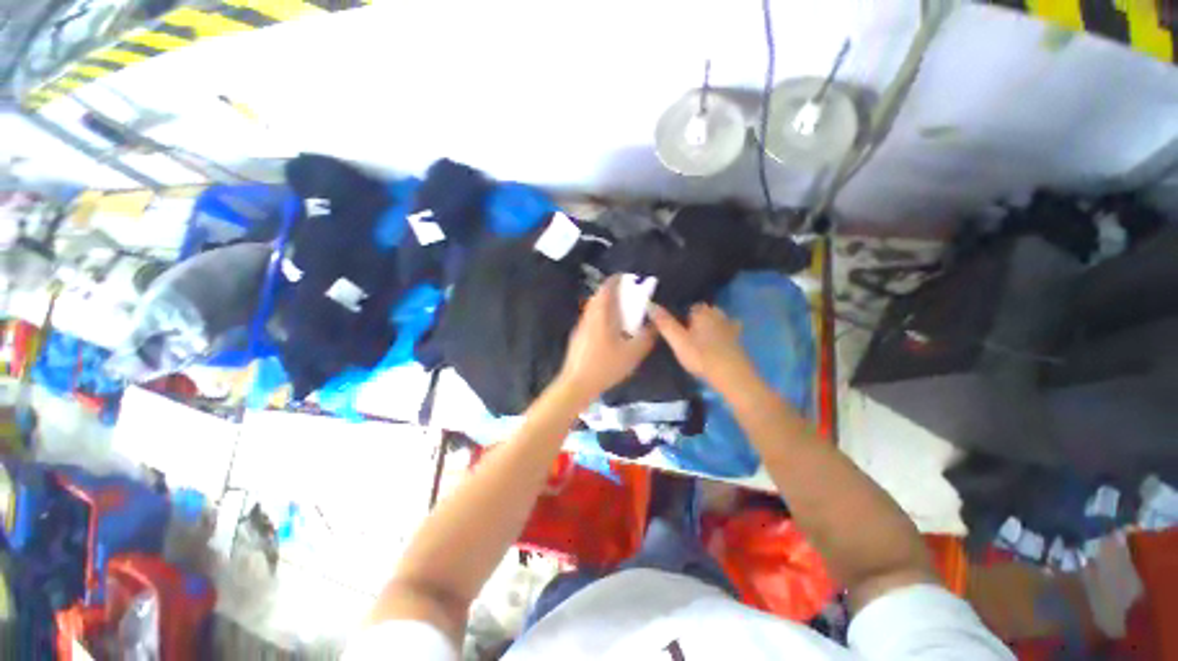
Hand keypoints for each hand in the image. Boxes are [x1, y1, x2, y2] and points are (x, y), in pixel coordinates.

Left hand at [557, 276, 656, 401]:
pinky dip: (601, 317)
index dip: (617, 280)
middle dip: (614, 292)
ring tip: (622, 314)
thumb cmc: (605, 366)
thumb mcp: (632, 353)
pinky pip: (591, 320)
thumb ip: (646, 337)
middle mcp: (589, 316)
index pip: (607, 288)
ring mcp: (581, 327)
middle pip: (599, 296)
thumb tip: (654, 325)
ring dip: (607, 305)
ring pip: (594, 309)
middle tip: (629, 297)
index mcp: (601, 315)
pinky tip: (610, 332)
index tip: (629, 278)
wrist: (576, 385)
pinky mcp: (577, 338)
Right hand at [650, 303, 756, 392]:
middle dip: (697, 319)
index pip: (690, 306)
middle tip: (686, 334)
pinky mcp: (737, 340)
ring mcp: (730, 327)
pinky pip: (727, 332)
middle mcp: (718, 315)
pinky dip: (722, 335)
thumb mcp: (678, 341)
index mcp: (702, 312)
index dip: (682, 315)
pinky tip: (718, 343)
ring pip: (717, 321)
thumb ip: (664, 323)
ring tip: (700, 339)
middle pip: (704, 312)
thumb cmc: (701, 356)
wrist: (731, 376)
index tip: (676, 328)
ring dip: (710, 326)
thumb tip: (650, 304)